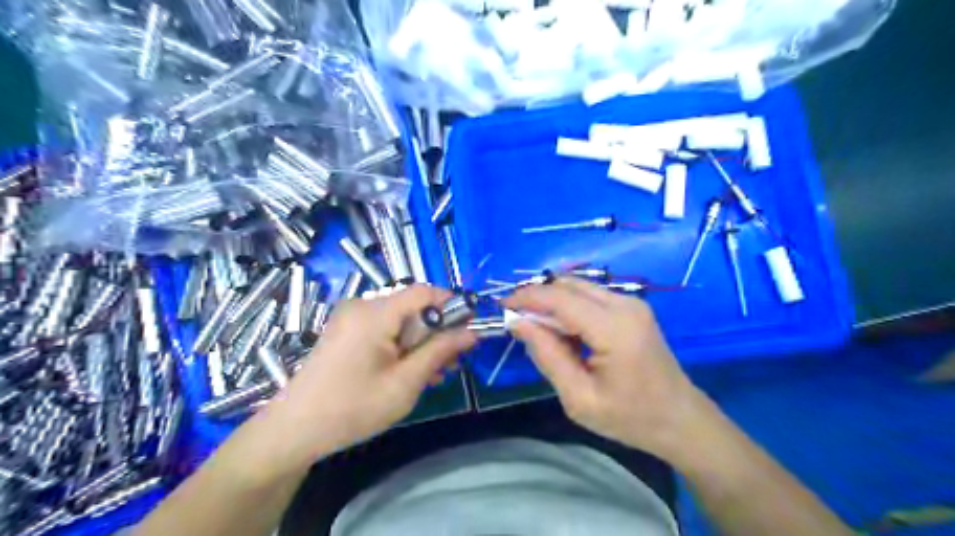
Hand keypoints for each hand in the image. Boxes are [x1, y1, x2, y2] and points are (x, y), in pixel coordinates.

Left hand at [258, 286, 476, 468]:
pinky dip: (403, 345)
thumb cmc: (353, 408)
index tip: (470, 328)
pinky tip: (411, 370)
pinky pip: (385, 329)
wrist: (294, 430)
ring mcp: (351, 318)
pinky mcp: (347, 331)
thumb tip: (472, 332)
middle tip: (453, 361)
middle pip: (413, 306)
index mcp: (375, 313)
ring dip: (422, 341)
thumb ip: (440, 351)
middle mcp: (362, 306)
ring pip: (401, 320)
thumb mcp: (405, 383)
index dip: (452, 305)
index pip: (424, 292)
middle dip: (438, 330)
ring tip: (436, 373)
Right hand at [507, 279, 699, 457]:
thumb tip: (518, 323)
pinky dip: (569, 306)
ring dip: (553, 300)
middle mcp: (625, 305)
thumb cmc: (631, 417)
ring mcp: (632, 303)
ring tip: (536, 326)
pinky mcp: (633, 308)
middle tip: (516, 319)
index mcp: (614, 329)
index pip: (560, 299)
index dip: (527, 298)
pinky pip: (591, 296)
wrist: (680, 419)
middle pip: (568, 285)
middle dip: (538, 296)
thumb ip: (547, 356)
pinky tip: (562, 329)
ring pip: (579, 287)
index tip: (501, 307)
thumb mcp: (580, 398)